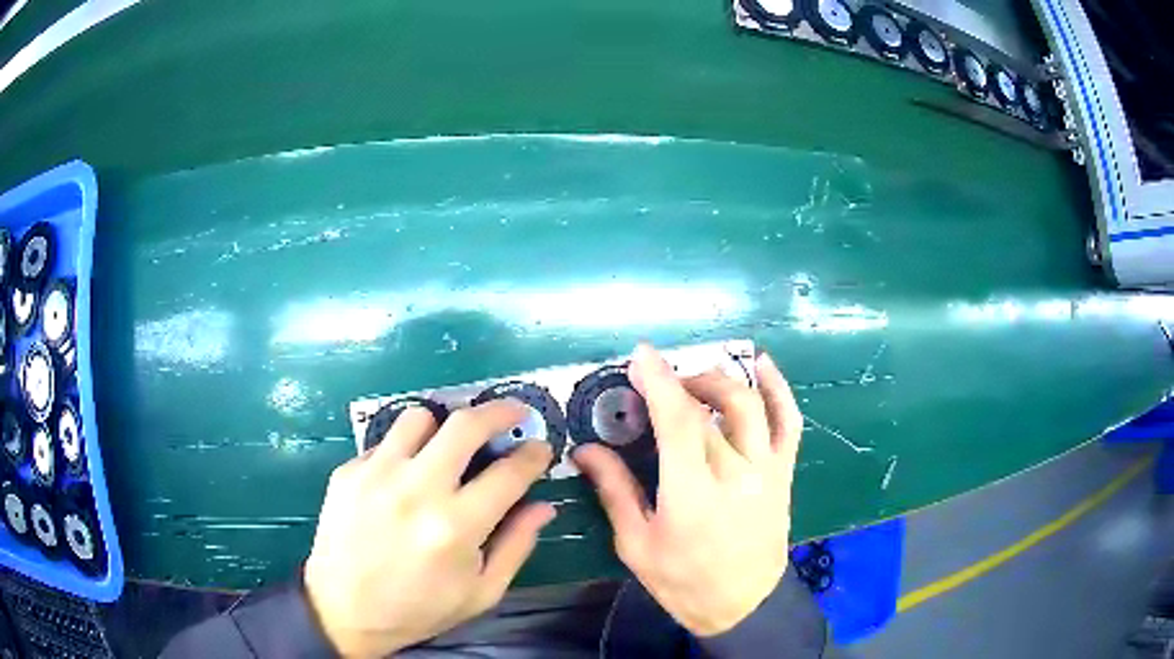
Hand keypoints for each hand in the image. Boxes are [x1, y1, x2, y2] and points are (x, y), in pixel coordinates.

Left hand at [304, 401, 554, 656]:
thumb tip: (544, 505)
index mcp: (456, 527)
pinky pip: (385, 443)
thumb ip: (517, 546)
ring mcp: (377, 476)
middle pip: (465, 425)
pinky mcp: (348, 472)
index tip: (540, 449)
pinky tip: (404, 478)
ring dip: (444, 426)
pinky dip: (405, 452)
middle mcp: (416, 490)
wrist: (344, 611)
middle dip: (499, 412)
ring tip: (449, 445)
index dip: (533, 455)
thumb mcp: (480, 592)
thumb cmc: (419, 609)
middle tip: (513, 413)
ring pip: (419, 418)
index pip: (509, 473)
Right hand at [574, 344, 802, 636]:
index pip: (678, 422)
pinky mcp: (784, 472)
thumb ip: (614, 492)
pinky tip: (761, 365)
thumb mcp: (637, 545)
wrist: (743, 604)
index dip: (659, 382)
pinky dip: (778, 388)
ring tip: (694, 380)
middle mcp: (736, 475)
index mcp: (693, 495)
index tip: (640, 356)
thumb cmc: (683, 582)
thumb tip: (586, 450)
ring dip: (719, 380)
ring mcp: (767, 470)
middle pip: (711, 408)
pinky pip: (789, 420)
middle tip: (655, 379)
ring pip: (750, 404)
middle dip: (679, 381)